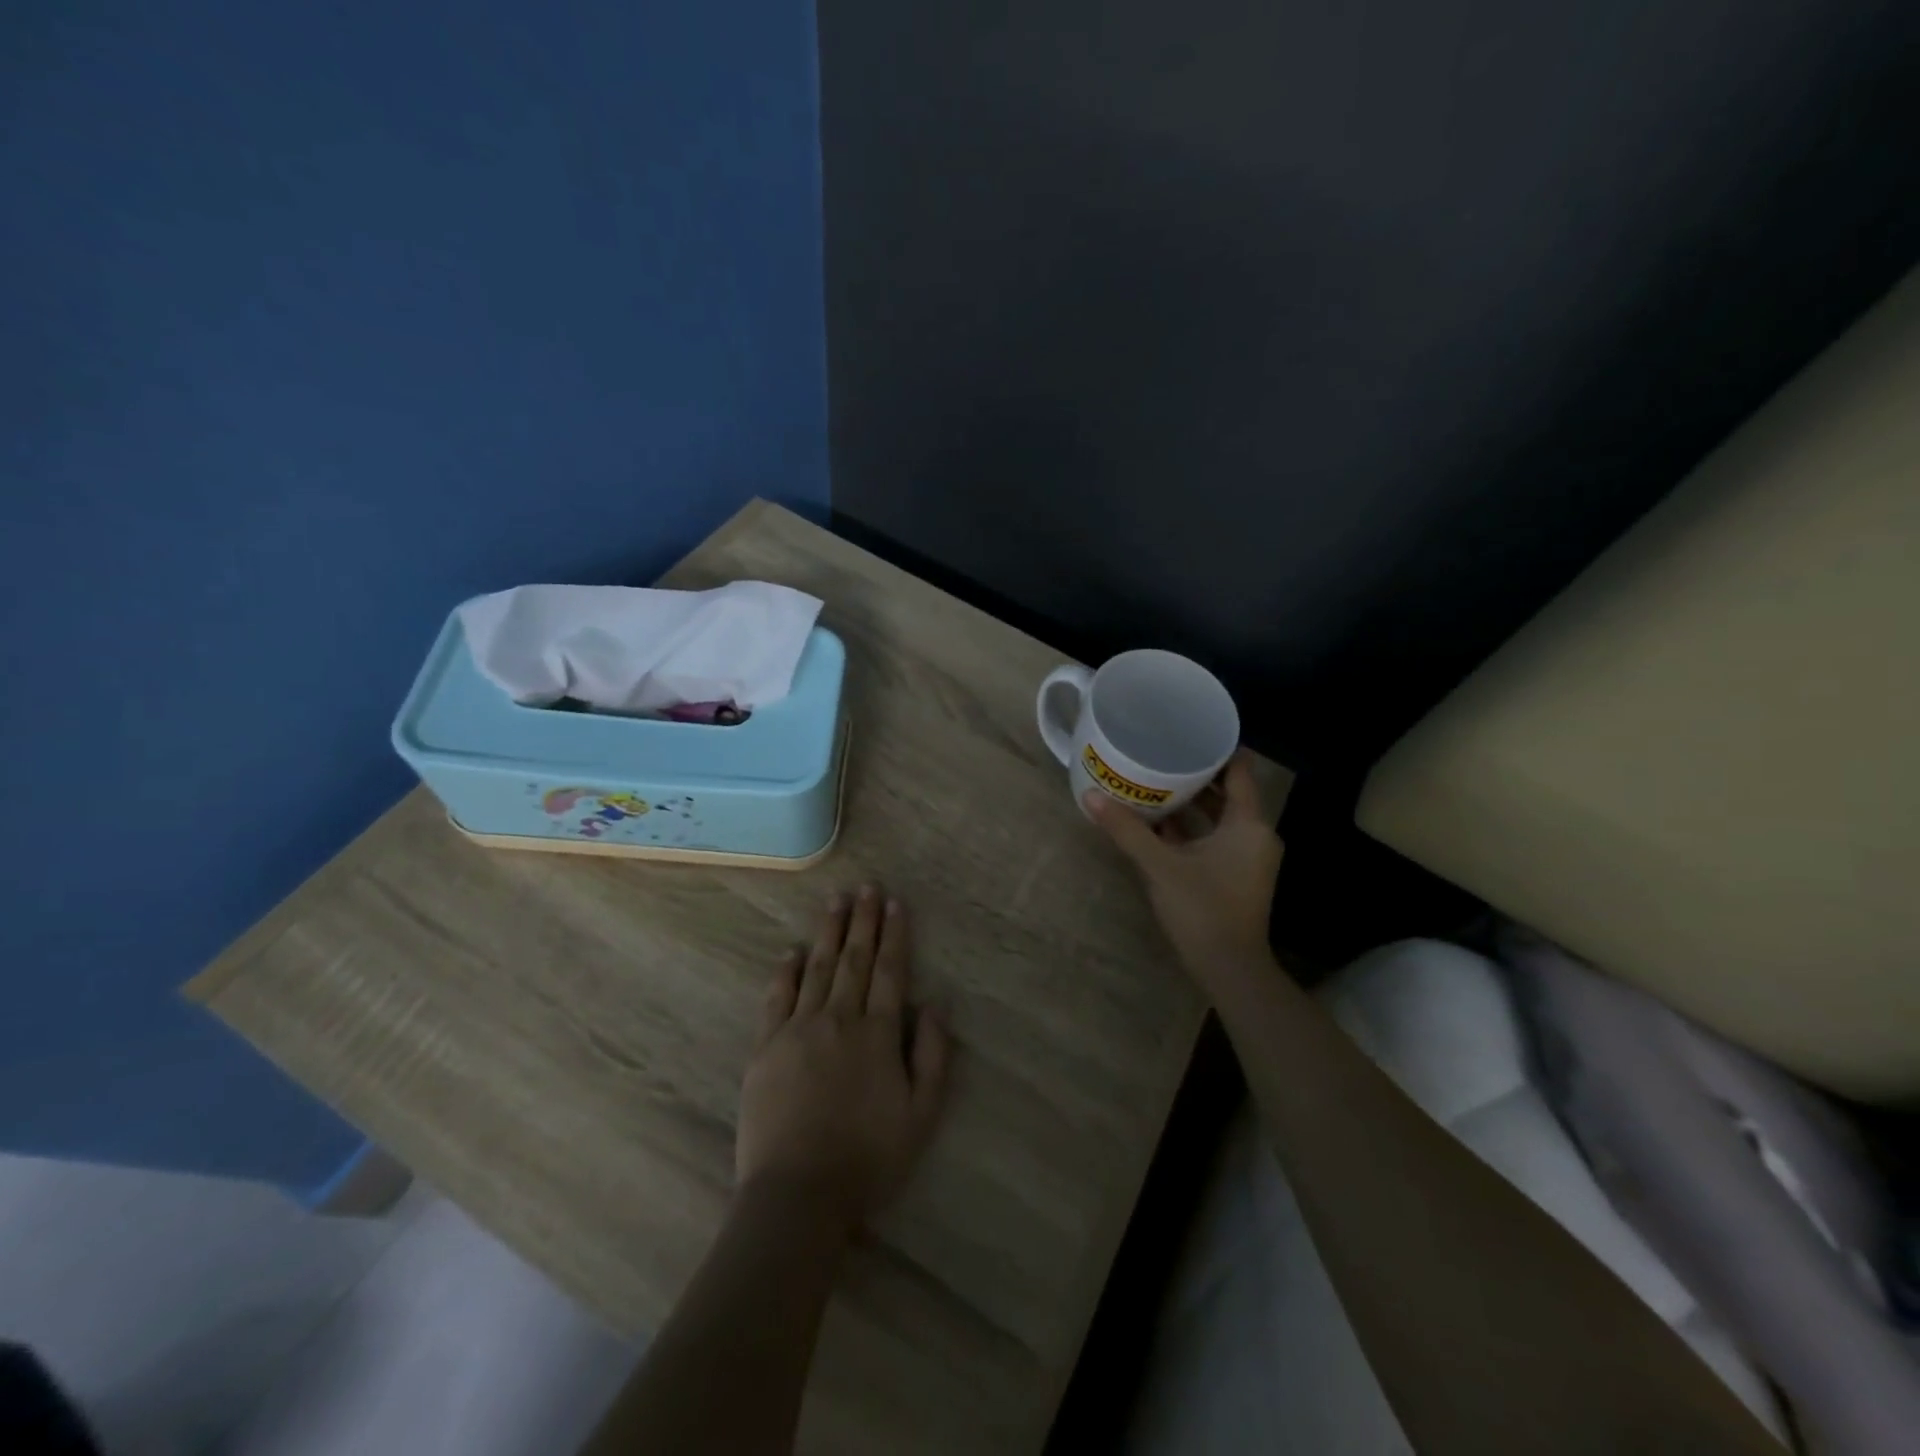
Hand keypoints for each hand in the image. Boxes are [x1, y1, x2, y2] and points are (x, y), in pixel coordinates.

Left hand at [736, 886, 951, 1236]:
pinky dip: (785, 971)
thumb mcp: (922, 1115)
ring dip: (828, 932)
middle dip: (863, 921)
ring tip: (836, 901)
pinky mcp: (766, 1047)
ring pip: (817, 968)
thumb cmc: (869, 1158)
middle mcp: (839, 1019)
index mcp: (878, 1033)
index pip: (890, 971)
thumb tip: (935, 1003)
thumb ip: (933, 1055)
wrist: (798, 1194)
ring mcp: (798, 1029)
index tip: (895, 903)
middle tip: (866, 887)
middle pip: (854, 959)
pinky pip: (777, 997)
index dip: (894, 934)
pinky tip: (792, 950)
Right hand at [1084, 749, 1282, 979]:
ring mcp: (1247, 857)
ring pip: (1219, 817)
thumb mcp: (1159, 865)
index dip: (1216, 748)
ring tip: (1154, 780)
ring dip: (1191, 802)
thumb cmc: (1202, 909)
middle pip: (1227, 791)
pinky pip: (1214, 837)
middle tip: (1160, 751)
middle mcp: (1254, 834)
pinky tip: (1158, 821)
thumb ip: (1126, 830)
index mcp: (1248, 824)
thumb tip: (1089, 796)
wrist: (1229, 969)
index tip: (1186, 730)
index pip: (1239, 769)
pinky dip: (1192, 828)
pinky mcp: (1235, 874)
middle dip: (1195, 774)